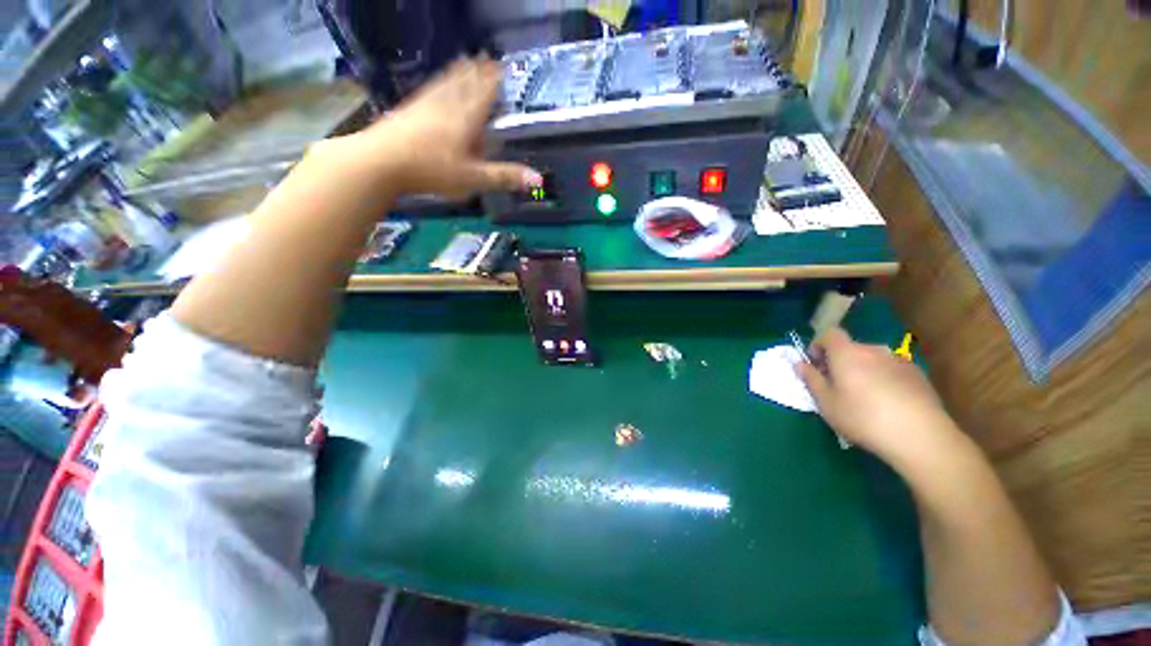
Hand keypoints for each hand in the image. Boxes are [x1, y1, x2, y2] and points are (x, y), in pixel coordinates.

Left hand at [344, 58, 540, 200]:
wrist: (381, 161)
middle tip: (485, 58)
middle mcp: (447, 104)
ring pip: (446, 82)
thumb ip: (504, 177)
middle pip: (465, 82)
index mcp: (466, 118)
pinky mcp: (409, 109)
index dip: (495, 80)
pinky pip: (429, 90)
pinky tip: (435, 85)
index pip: (484, 92)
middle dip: (478, 71)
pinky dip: (437, 83)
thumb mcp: (474, 178)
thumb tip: (538, 179)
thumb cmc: (432, 170)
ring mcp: (425, 104)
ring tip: (464, 62)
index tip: (503, 67)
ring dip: (458, 72)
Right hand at [796, 327, 960, 465]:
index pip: (829, 334)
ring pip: (872, 360)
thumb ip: (811, 379)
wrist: (920, 435)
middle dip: (840, 361)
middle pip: (851, 348)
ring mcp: (899, 361)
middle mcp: (873, 350)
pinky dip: (884, 380)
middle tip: (837, 386)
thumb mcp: (826, 402)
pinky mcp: (918, 375)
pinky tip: (888, 404)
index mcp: (847, 353)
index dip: (819, 345)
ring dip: (863, 371)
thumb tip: (800, 364)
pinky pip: (891, 370)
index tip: (816, 365)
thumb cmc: (862, 417)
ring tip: (865, 397)